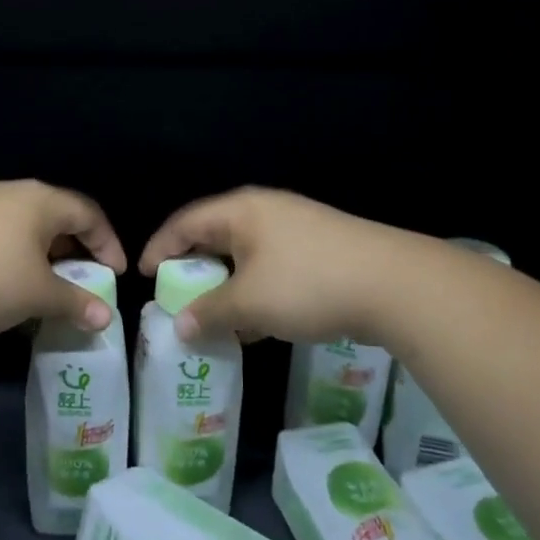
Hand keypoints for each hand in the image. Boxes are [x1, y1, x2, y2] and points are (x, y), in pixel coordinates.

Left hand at [0, 181, 125, 337]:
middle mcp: (10, 193)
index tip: (115, 274)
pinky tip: (1, 287)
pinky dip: (11, 258)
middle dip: (73, 251)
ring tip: (43, 289)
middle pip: (55, 217)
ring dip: (41, 257)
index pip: (88, 214)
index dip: (108, 243)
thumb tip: (105, 318)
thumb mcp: (37, 295)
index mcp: (40, 200)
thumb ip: (75, 303)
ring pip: (22, 227)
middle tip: (82, 282)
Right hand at [138, 188, 404, 345]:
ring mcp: (297, 230)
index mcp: (241, 211)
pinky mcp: (322, 251)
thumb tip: (179, 327)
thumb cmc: (307, 284)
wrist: (396, 285)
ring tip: (213, 317)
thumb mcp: (249, 302)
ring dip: (226, 287)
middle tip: (176, 298)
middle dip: (193, 270)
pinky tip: (257, 324)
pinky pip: (273, 268)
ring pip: (246, 256)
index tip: (143, 276)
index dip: (159, 248)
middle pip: (215, 237)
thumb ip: (208, 313)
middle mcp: (266, 212)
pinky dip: (256, 292)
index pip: (185, 223)